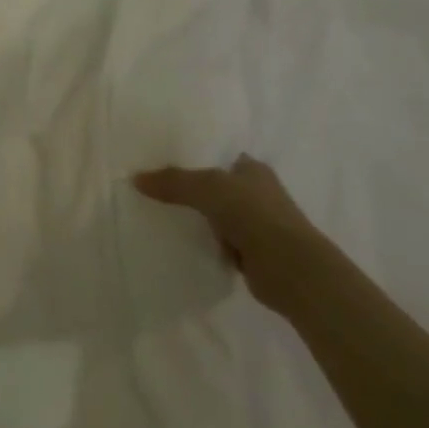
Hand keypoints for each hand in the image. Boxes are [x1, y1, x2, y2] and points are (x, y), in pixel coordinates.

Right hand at [134, 154, 322, 312]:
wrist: (292, 270)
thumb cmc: (255, 215)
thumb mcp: (208, 188)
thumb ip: (174, 182)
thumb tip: (136, 178)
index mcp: (253, 170)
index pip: (220, 157)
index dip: (195, 159)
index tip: (164, 162)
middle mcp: (257, 194)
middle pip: (215, 187)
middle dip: (191, 191)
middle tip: (155, 190)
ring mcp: (256, 225)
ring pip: (216, 217)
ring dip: (198, 220)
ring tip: (161, 216)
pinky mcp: (252, 254)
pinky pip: (219, 243)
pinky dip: (206, 245)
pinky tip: (182, 244)